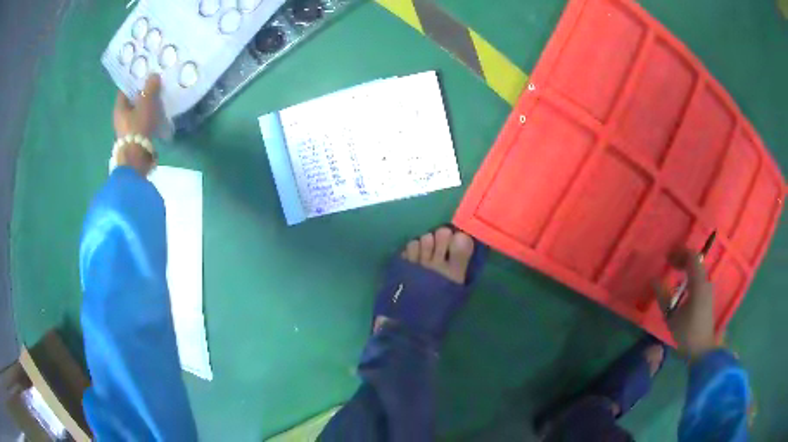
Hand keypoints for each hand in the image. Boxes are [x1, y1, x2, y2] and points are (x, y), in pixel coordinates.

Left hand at [114, 75, 161, 138]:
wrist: (137, 158)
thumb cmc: (138, 127)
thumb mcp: (146, 103)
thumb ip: (150, 88)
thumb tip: (153, 75)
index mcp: (119, 107)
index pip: (125, 89)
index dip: (134, 80)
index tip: (145, 73)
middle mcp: (120, 118)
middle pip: (131, 101)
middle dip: (142, 93)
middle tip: (155, 84)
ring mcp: (127, 130)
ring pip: (137, 112)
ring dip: (146, 106)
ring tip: (159, 99)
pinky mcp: (135, 139)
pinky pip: (142, 122)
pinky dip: (149, 117)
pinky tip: (158, 114)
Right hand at [655, 249, 716, 359]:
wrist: (702, 350)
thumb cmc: (687, 333)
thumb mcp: (671, 317)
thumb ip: (663, 297)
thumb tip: (654, 280)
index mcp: (698, 284)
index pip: (691, 257)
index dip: (679, 253)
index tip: (666, 257)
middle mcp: (705, 282)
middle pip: (695, 262)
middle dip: (681, 259)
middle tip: (668, 263)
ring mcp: (707, 289)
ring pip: (697, 270)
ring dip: (685, 268)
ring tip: (673, 272)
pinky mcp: (706, 297)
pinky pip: (698, 279)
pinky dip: (689, 276)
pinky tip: (680, 286)